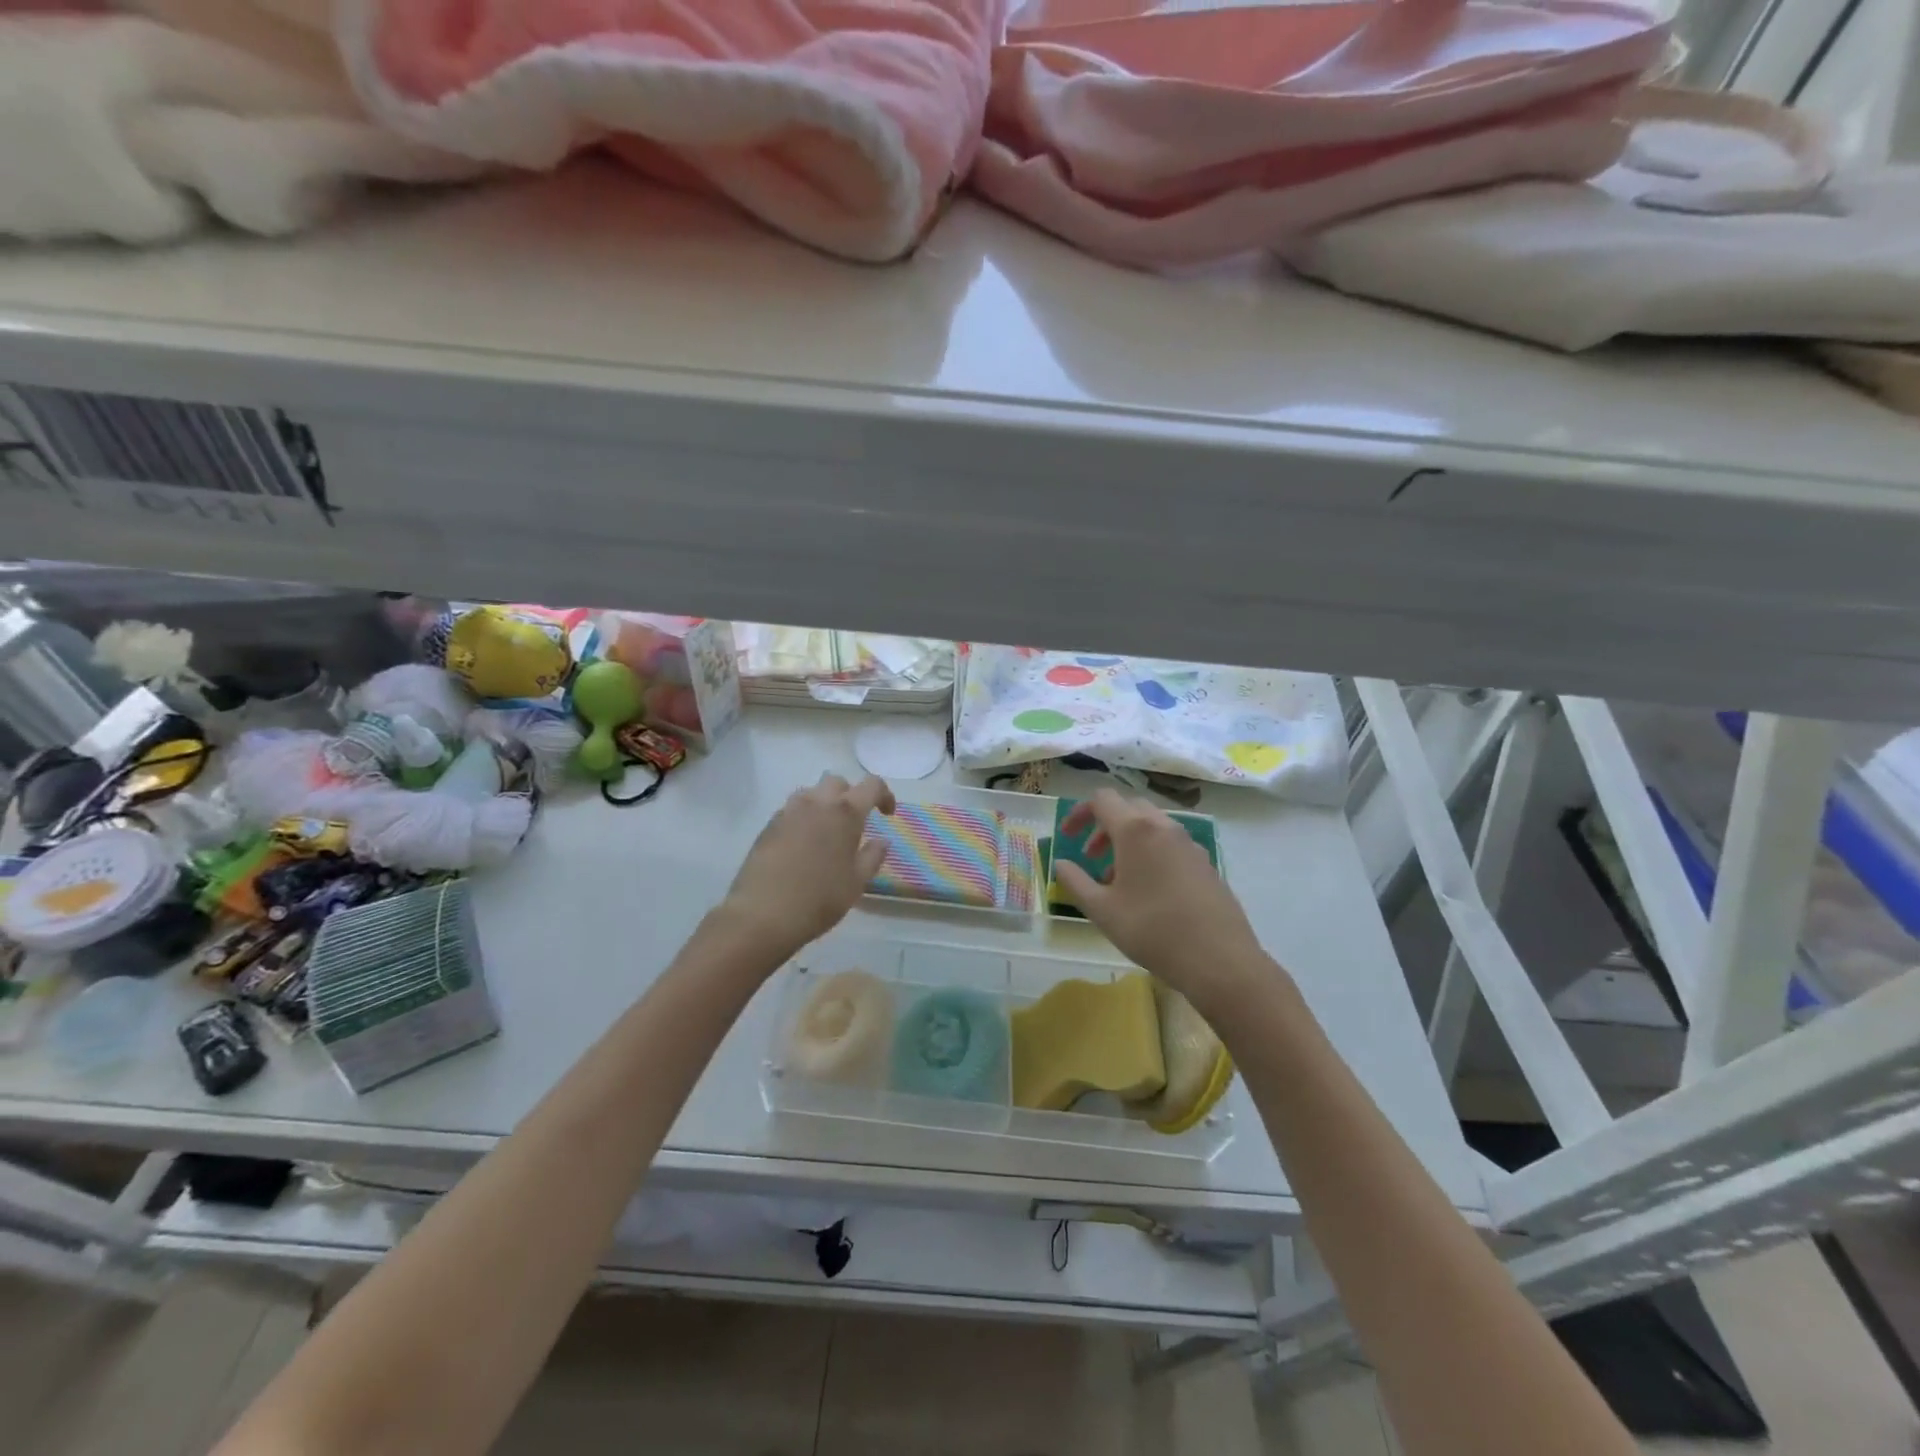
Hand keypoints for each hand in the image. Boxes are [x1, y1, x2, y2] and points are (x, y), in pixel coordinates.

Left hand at [719, 773, 896, 959]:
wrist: (762, 914)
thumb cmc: (818, 899)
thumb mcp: (856, 883)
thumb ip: (872, 857)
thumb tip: (882, 841)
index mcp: (845, 813)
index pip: (871, 785)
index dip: (884, 794)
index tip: (887, 814)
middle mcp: (817, 803)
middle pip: (838, 782)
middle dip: (851, 795)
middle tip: (855, 822)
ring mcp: (789, 811)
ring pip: (812, 792)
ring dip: (825, 803)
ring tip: (828, 830)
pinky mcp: (769, 825)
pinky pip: (792, 809)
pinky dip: (804, 817)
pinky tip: (804, 844)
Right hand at [1054, 789, 1275, 1007]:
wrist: (1218, 959)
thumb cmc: (1151, 930)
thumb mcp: (1101, 910)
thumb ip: (1074, 882)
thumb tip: (1060, 864)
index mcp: (1135, 830)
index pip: (1102, 800)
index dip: (1079, 813)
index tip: (1068, 838)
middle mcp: (1164, 827)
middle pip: (1129, 808)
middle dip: (1105, 826)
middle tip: (1091, 856)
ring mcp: (1189, 844)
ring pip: (1152, 826)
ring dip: (1128, 841)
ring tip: (1117, 879)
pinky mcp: (1206, 863)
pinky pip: (1171, 844)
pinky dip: (1151, 853)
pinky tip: (1149, 891)